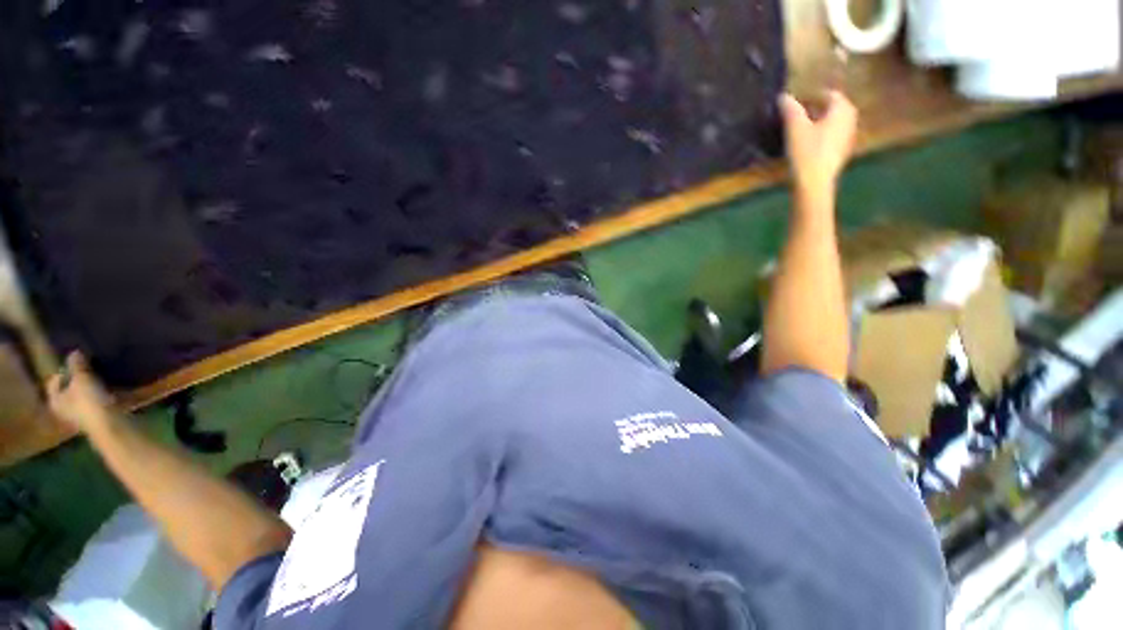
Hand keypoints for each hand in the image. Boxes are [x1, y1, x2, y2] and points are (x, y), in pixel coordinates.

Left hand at [47, 352, 117, 433]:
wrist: (110, 425)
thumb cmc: (88, 402)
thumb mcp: (81, 378)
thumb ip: (77, 365)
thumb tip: (74, 352)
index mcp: (54, 401)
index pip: (54, 382)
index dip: (63, 371)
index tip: (76, 361)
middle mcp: (65, 410)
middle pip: (69, 390)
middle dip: (79, 379)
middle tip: (90, 367)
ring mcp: (83, 416)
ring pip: (86, 396)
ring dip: (93, 387)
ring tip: (104, 376)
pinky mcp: (99, 418)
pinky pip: (100, 401)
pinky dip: (105, 394)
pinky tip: (115, 388)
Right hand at [779, 91, 857, 195]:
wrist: (814, 184)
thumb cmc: (807, 152)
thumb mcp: (795, 128)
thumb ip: (790, 109)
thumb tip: (784, 96)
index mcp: (842, 109)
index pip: (829, 94)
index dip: (812, 96)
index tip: (796, 102)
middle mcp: (850, 120)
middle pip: (834, 108)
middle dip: (817, 109)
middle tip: (798, 114)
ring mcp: (848, 138)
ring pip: (833, 123)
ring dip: (819, 123)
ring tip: (801, 129)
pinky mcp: (841, 153)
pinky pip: (832, 137)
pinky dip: (821, 136)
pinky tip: (807, 145)